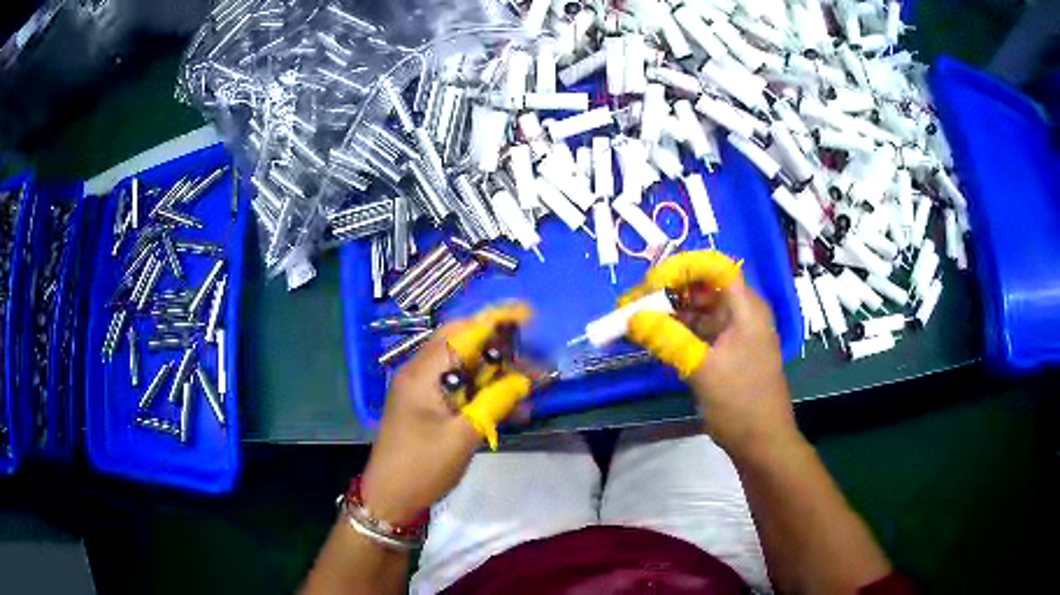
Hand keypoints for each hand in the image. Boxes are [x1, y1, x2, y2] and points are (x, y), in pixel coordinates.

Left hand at [361, 304, 532, 524]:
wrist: (390, 498)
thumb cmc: (422, 467)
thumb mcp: (463, 436)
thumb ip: (495, 402)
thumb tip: (525, 379)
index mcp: (423, 373)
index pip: (463, 333)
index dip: (496, 320)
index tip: (528, 315)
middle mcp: (420, 372)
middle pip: (463, 345)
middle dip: (500, 348)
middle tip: (531, 361)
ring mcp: (422, 389)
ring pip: (464, 368)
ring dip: (495, 375)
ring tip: (529, 390)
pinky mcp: (427, 405)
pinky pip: (459, 388)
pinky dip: (484, 393)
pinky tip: (509, 410)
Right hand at [623, 251, 797, 453]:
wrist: (763, 443)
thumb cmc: (741, 402)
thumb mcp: (702, 369)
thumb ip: (667, 338)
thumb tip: (632, 317)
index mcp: (745, 308)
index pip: (714, 267)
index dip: (682, 267)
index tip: (651, 285)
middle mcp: (741, 313)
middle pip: (702, 286)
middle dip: (666, 291)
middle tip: (632, 304)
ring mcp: (735, 333)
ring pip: (698, 310)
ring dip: (667, 312)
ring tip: (634, 322)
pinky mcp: (727, 352)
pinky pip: (699, 332)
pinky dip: (676, 332)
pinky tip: (653, 339)